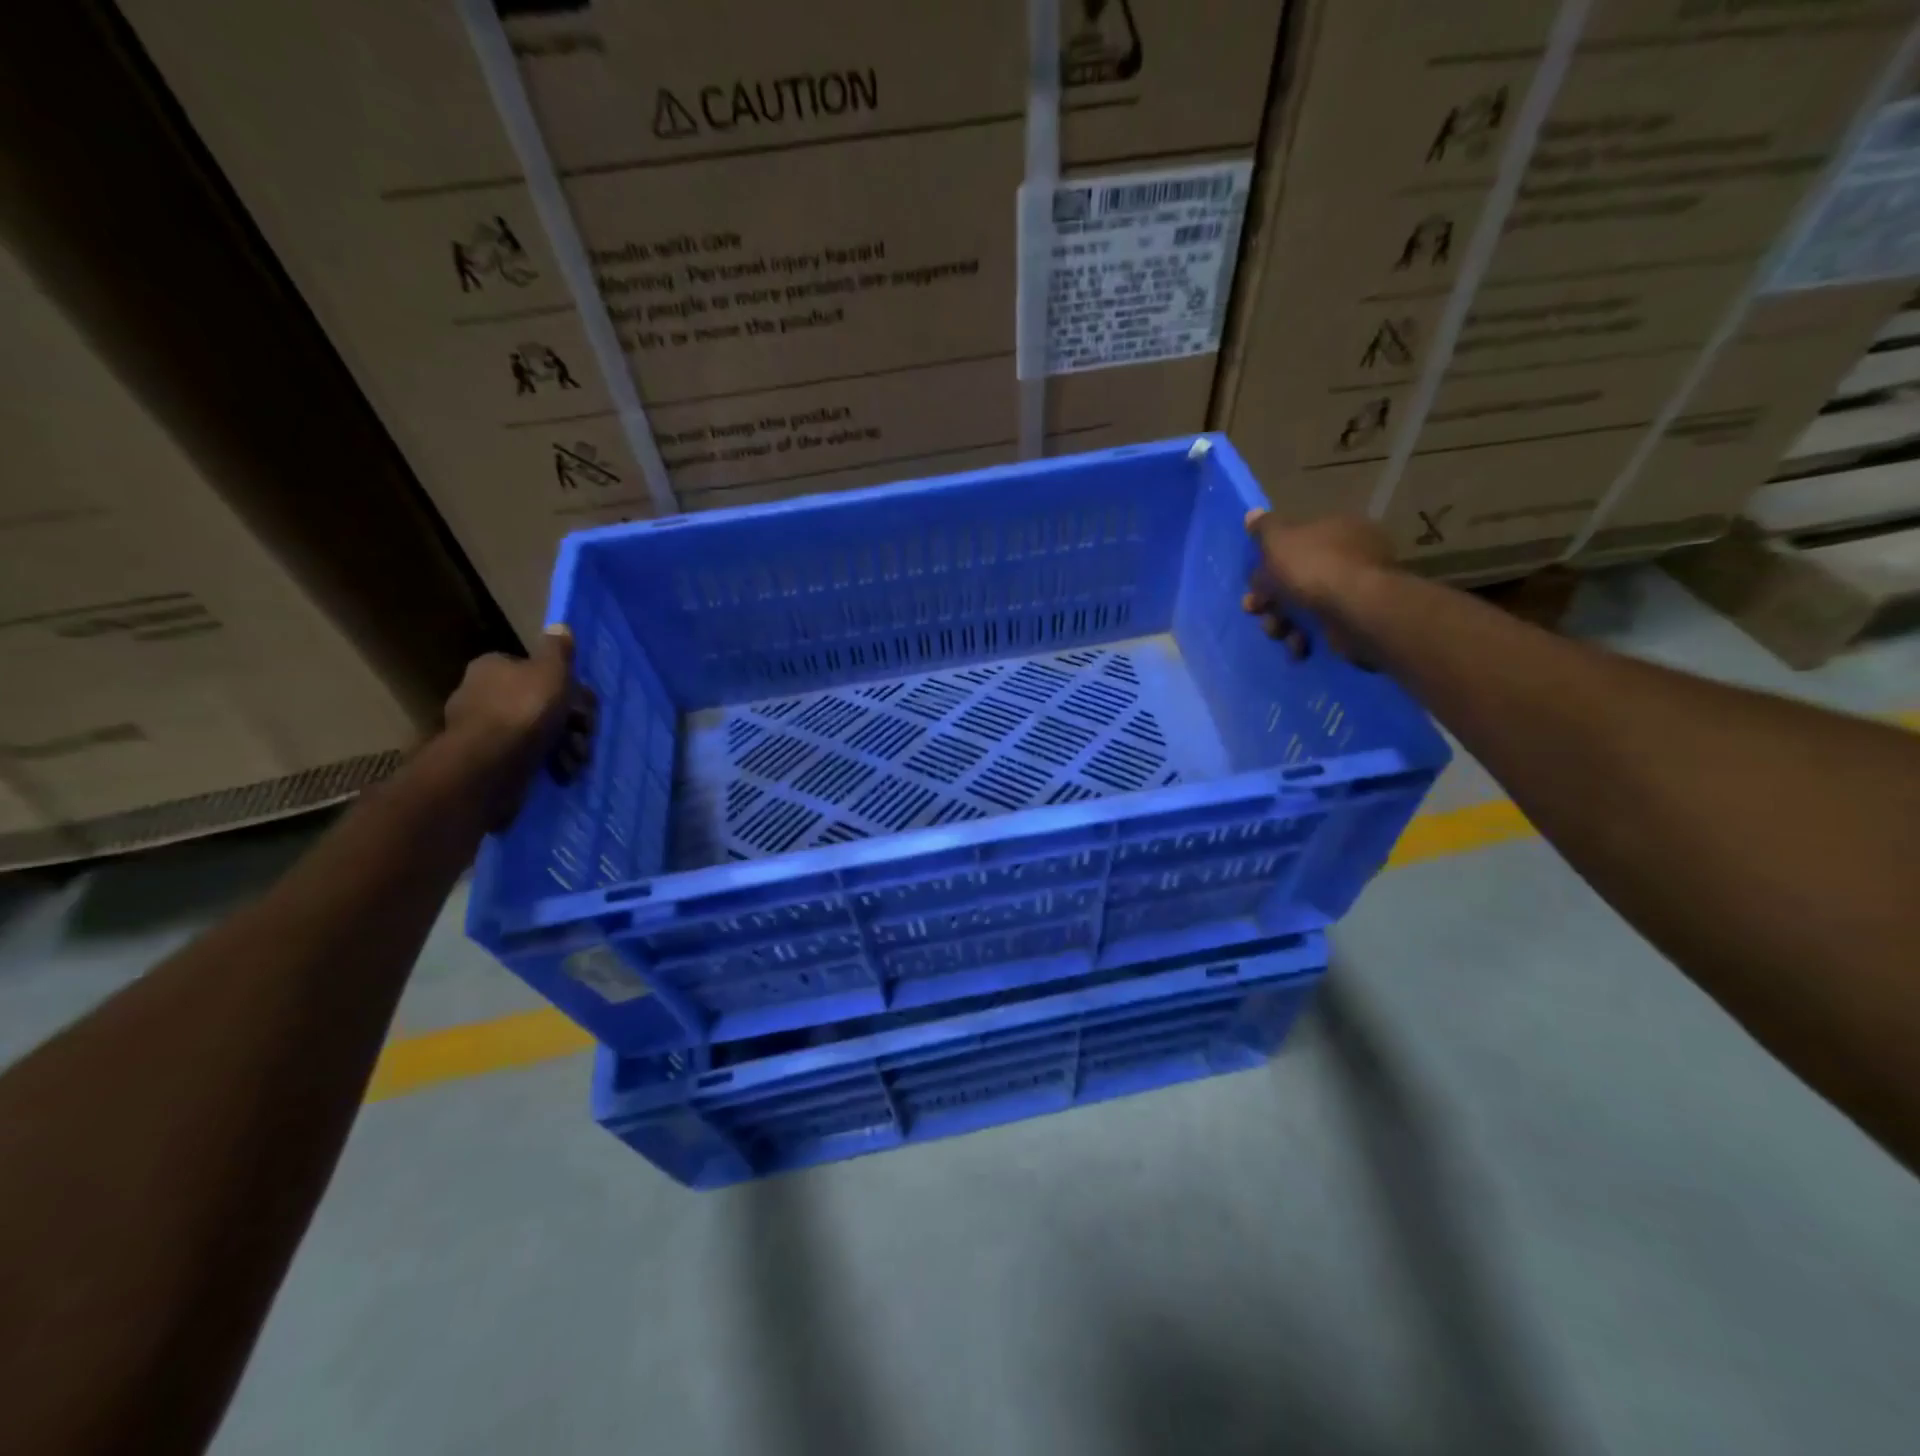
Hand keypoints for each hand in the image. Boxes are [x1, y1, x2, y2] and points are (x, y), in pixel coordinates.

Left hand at [442, 626, 596, 824]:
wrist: (490, 764)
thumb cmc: (524, 709)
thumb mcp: (550, 670)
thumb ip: (558, 650)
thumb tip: (559, 626)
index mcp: (493, 668)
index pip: (537, 671)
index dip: (567, 687)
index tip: (584, 705)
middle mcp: (483, 694)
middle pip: (542, 702)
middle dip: (571, 721)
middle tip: (587, 734)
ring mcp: (485, 729)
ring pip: (539, 731)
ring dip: (566, 744)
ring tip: (577, 759)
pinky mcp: (489, 759)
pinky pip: (528, 755)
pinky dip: (550, 762)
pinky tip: (563, 771)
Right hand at [1241, 511, 1395, 661]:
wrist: (1355, 610)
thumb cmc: (1313, 568)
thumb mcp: (1279, 540)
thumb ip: (1264, 528)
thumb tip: (1252, 514)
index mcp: (1335, 529)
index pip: (1294, 543)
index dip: (1267, 564)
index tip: (1251, 582)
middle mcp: (1349, 556)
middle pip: (1296, 577)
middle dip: (1270, 598)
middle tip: (1255, 610)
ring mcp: (1354, 590)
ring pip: (1304, 606)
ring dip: (1282, 621)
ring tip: (1278, 631)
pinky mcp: (1355, 620)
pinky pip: (1321, 627)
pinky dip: (1305, 637)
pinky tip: (1299, 644)